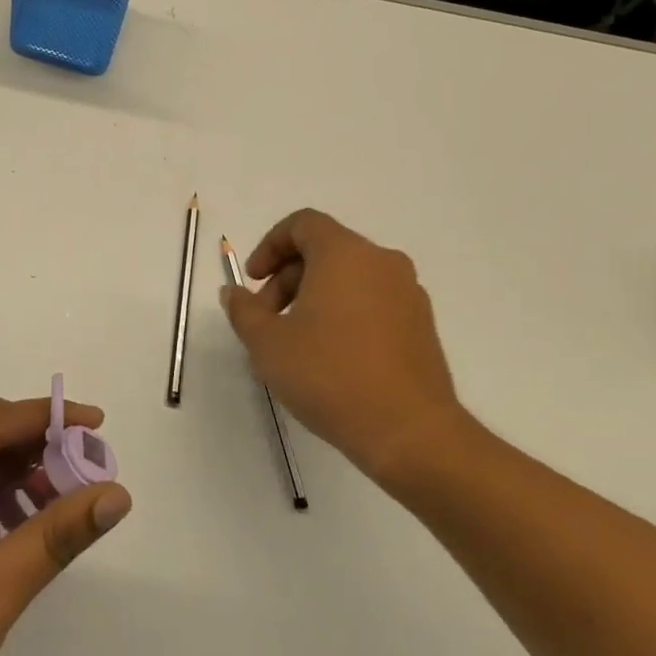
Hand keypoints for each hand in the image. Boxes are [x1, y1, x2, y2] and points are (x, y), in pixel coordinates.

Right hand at [221, 208, 470, 492]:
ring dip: (314, 297)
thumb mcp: (267, 343)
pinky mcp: (421, 324)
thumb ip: (244, 310)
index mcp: (345, 254)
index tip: (253, 281)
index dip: (270, 246)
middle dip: (287, 278)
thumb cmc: (329, 375)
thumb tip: (234, 293)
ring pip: (349, 277)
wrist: (409, 431)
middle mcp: (381, 262)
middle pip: (324, 251)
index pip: (303, 224)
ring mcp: (408, 293)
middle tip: (266, 319)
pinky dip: (344, 312)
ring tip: (295, 342)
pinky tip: (330, 356)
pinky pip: (372, 301)